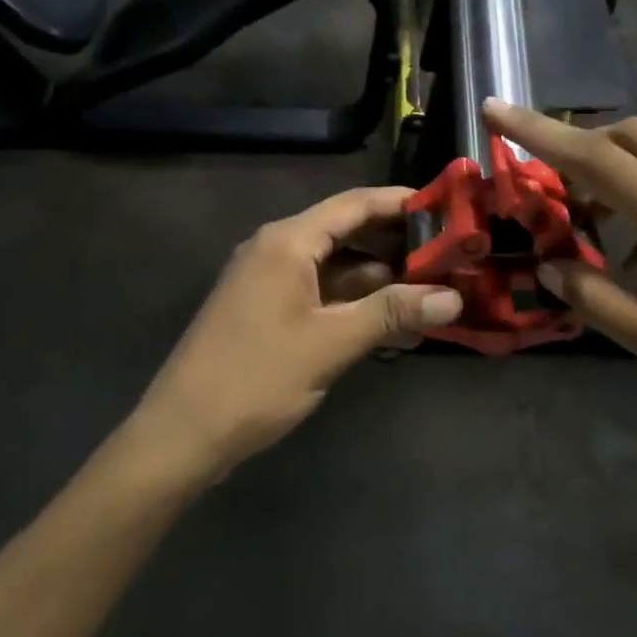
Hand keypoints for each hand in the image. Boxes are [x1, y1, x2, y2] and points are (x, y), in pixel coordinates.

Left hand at [133, 187, 462, 477]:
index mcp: (288, 242)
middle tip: (450, 255)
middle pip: (347, 232)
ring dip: (379, 278)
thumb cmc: (256, 378)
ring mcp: (270, 280)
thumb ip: (392, 313)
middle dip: (397, 244)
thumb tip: (454, 299)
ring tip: (432, 290)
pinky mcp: (268, 309)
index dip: (401, 202)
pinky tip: (391, 321)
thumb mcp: (330, 344)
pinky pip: (321, 292)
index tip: (446, 208)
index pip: (354, 205)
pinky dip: (355, 302)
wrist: (182, 433)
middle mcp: (277, 249)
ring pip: (336, 266)